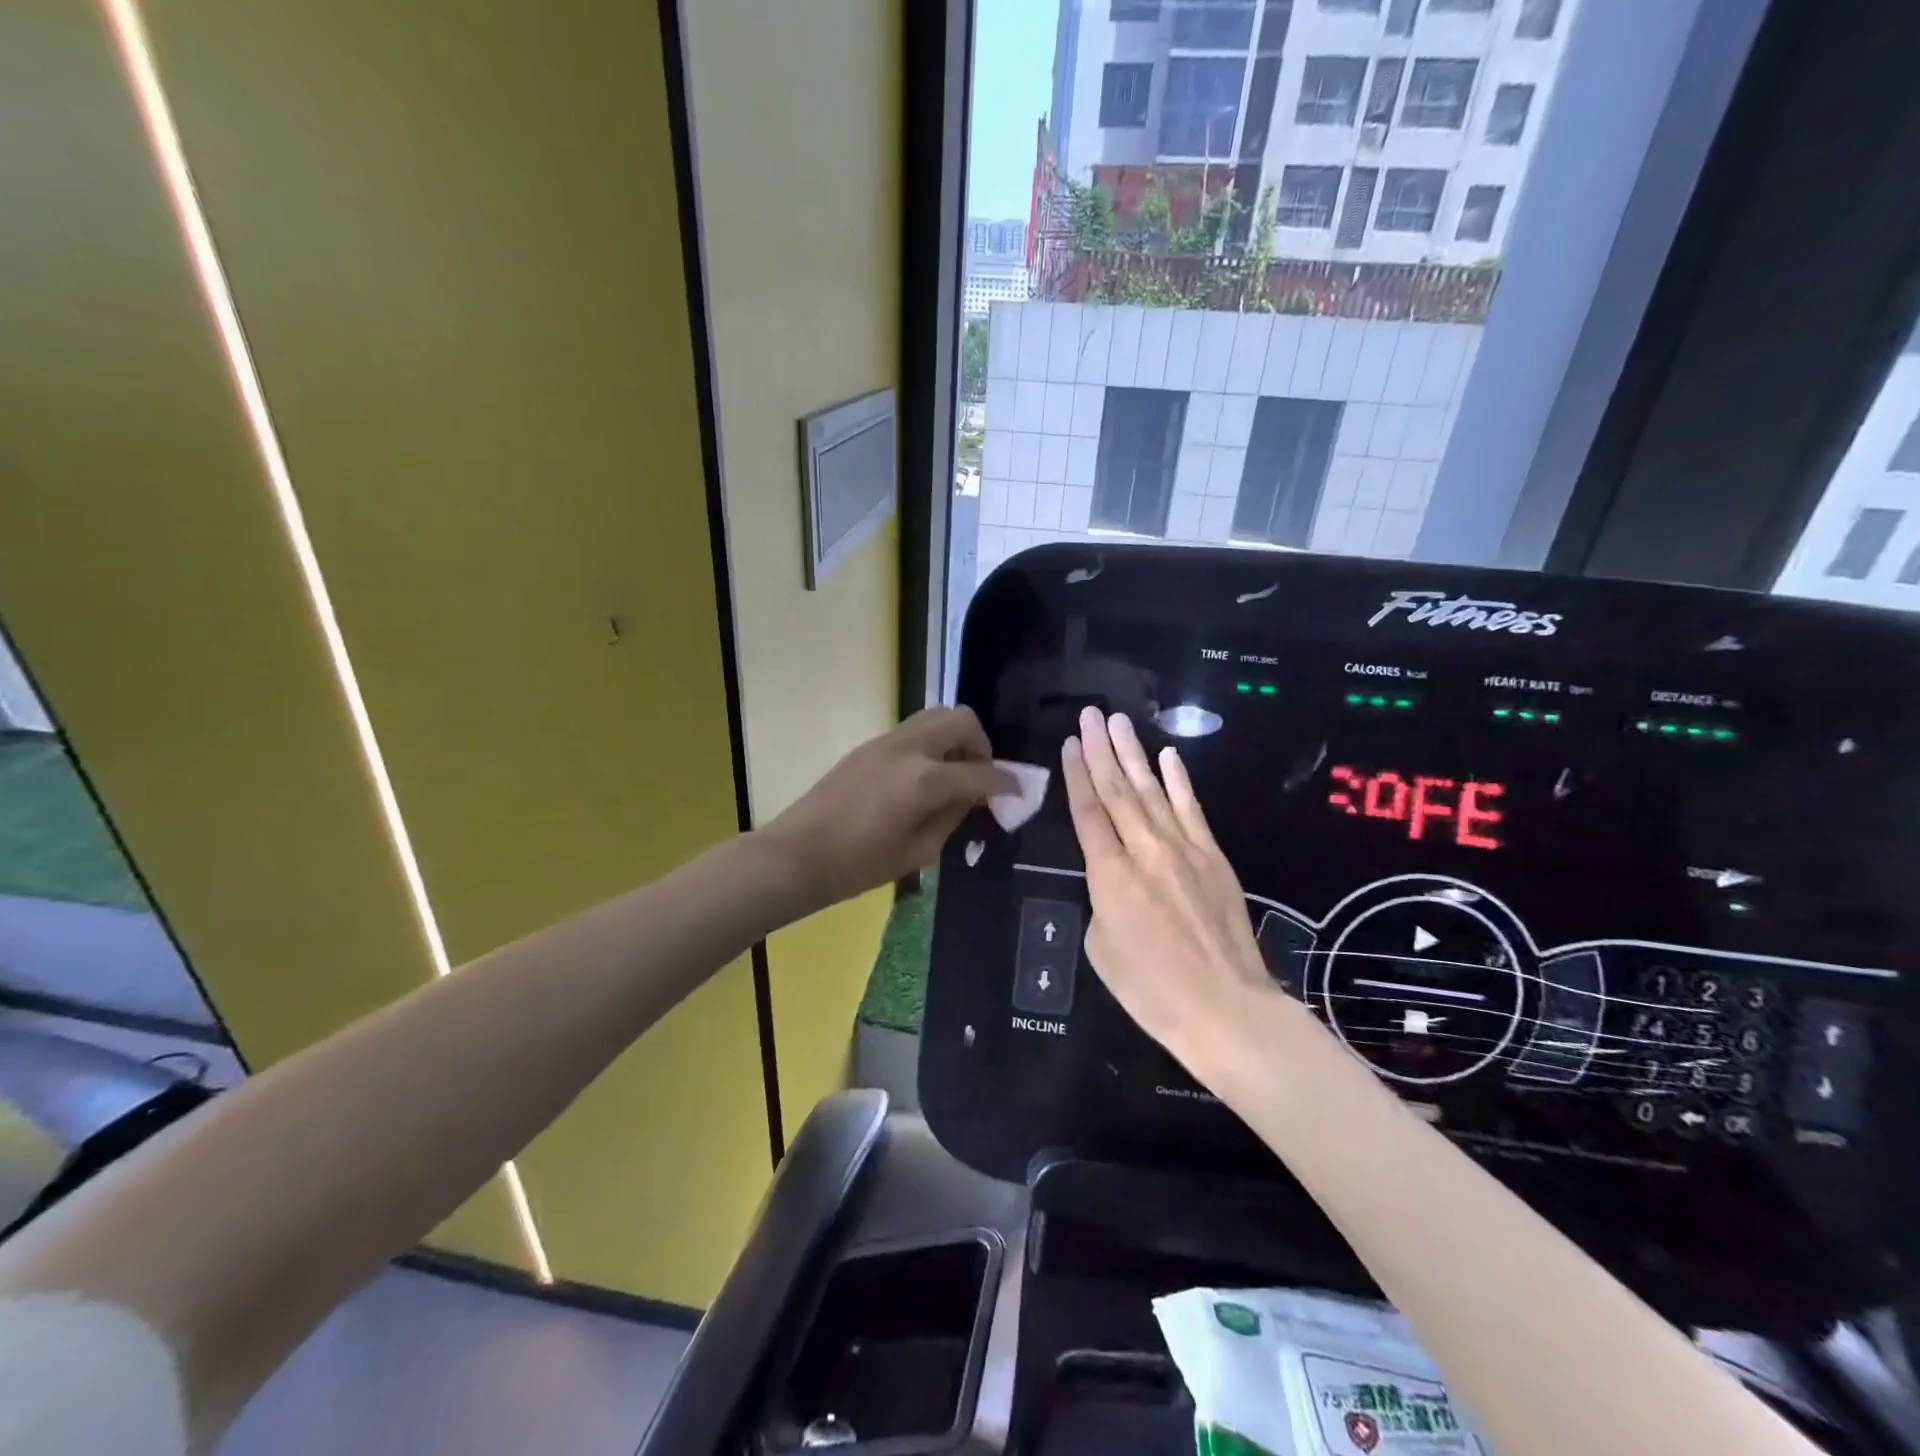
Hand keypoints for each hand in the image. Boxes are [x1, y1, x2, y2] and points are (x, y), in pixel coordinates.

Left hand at [761, 708, 1013, 911]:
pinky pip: (913, 731)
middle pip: (961, 720)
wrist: (797, 854)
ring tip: (953, 775)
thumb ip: (953, 816)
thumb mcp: (919, 851)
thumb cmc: (859, 865)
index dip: (1006, 783)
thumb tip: (973, 797)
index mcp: (924, 779)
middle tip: (979, 777)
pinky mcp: (870, 745)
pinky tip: (924, 778)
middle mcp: (909, 748)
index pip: (980, 773)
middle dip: (981, 745)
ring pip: (935, 717)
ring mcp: (886, 741)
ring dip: (955, 739)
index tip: (1018, 793)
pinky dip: (932, 744)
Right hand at [1060, 707, 1274, 1077]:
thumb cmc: (1151, 990)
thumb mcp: (1101, 949)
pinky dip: (1179, 780)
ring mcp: (1184, 849)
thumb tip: (1114, 879)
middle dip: (1101, 749)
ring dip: (1133, 754)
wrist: (1226, 1009)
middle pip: (1117, 791)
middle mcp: (1145, 850)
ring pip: (1152, 791)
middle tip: (1090, 714)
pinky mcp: (1214, 857)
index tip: (1070, 743)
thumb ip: (1101, 901)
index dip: (1077, 775)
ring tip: (1119, 722)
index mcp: (1110, 874)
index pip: (1088, 812)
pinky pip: (1192, 809)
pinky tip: (1168, 756)